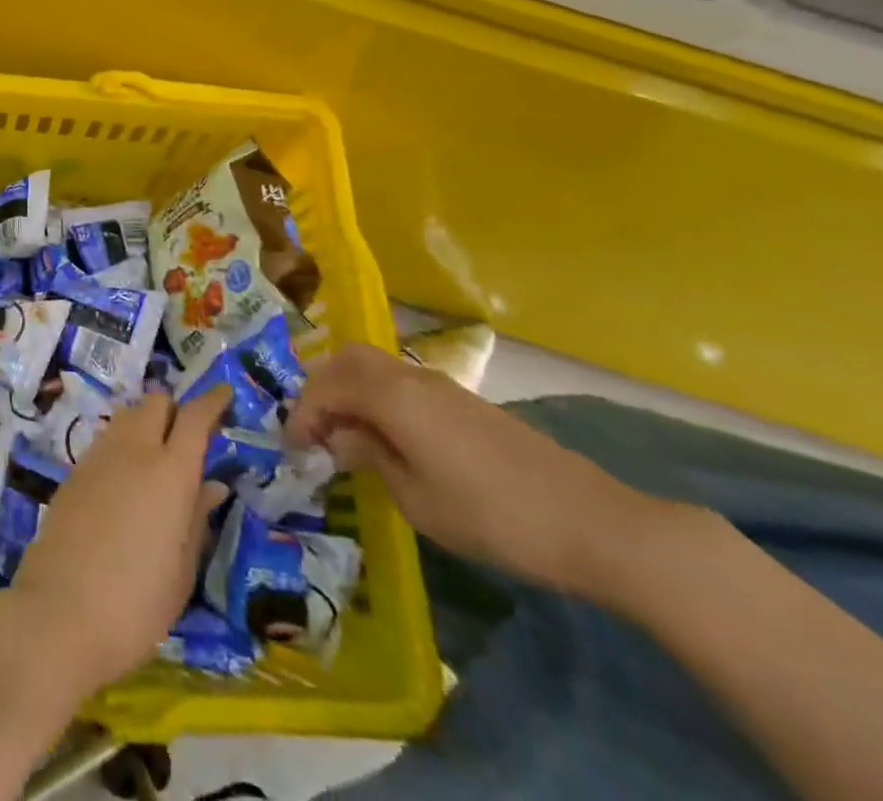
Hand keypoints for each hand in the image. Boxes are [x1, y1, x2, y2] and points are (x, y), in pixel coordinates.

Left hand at [3, 387, 230, 696]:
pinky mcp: (73, 471)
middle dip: (175, 410)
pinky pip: (105, 441)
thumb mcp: (181, 570)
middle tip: (187, 440)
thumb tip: (211, 485)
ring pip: (127, 416)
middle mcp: (134, 450)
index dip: (212, 401)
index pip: (195, 418)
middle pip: (156, 403)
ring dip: (145, 425)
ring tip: (155, 460)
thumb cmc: (137, 604)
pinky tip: (125, 481)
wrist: (59, 612)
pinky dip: (122, 446)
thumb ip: (196, 518)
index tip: (225, 393)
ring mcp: (98, 456)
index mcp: (170, 472)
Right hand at [287, 342, 669, 598]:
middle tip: (312, 430)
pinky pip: (399, 382)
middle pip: (348, 360)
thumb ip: (370, 457)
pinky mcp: (462, 401)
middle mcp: (411, 377)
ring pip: (374, 366)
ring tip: (342, 435)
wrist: (591, 522)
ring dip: (348, 391)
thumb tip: (340, 439)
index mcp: (392, 396)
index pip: (327, 386)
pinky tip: (384, 437)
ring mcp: (440, 386)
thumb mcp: (417, 499)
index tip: (292, 449)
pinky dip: (375, 398)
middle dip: (320, 389)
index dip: (302, 413)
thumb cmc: (492, 515)